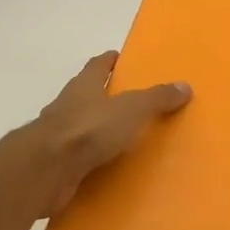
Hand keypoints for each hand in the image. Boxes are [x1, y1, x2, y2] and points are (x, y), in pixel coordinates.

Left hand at [29, 52, 191, 212]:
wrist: (44, 170)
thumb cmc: (88, 129)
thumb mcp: (131, 109)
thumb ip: (156, 98)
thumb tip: (185, 86)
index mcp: (83, 86)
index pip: (96, 66)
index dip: (108, 61)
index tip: (118, 58)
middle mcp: (67, 106)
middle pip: (85, 95)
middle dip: (102, 95)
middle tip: (127, 100)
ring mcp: (57, 137)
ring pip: (80, 127)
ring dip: (95, 130)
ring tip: (120, 137)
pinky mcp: (54, 165)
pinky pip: (77, 158)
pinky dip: (89, 160)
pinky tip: (104, 168)